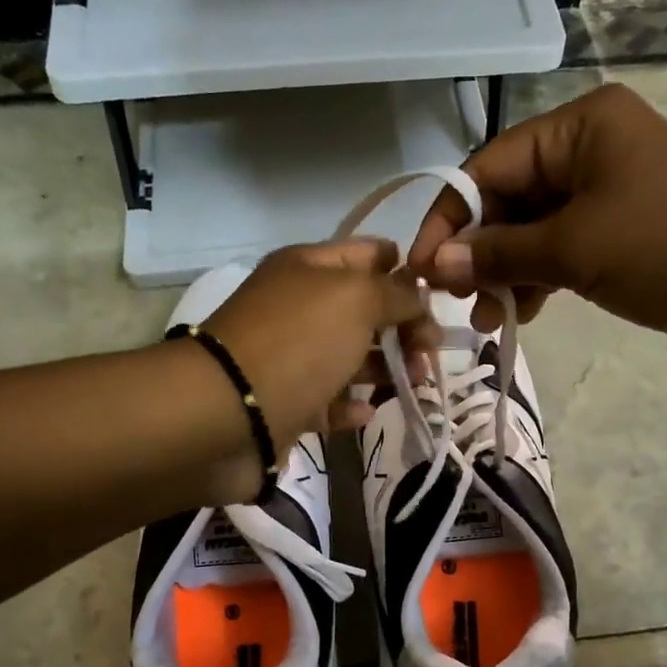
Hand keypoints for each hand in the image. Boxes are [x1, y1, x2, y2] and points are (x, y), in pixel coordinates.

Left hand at [202, 238, 434, 450]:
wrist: (230, 412)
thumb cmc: (298, 342)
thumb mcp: (355, 299)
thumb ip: (396, 293)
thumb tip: (417, 294)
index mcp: (309, 268)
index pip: (368, 254)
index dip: (405, 271)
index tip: (437, 300)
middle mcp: (299, 307)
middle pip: (364, 310)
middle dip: (403, 327)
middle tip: (430, 352)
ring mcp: (291, 357)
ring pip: (350, 357)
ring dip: (386, 368)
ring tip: (415, 382)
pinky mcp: (287, 404)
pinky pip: (328, 401)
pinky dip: (351, 406)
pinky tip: (368, 411)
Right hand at [407, 83, 666, 367]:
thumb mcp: (573, 247)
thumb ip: (498, 253)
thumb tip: (433, 264)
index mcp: (580, 128)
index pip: (489, 167)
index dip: (449, 219)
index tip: (420, 269)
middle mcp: (590, 152)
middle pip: (508, 200)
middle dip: (479, 252)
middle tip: (454, 302)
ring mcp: (608, 196)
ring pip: (532, 232)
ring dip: (504, 275)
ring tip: (487, 320)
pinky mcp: (621, 238)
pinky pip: (560, 254)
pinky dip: (537, 282)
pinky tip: (521, 314)